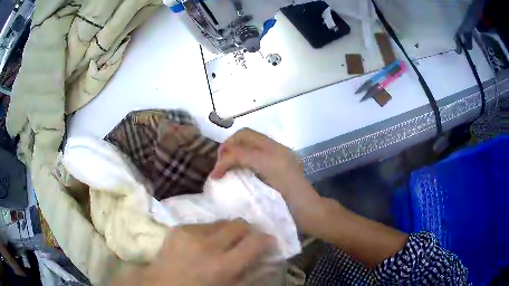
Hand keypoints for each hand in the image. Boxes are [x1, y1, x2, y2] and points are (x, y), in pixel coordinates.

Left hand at [113, 220, 274, 285]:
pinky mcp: (179, 227)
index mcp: (222, 265)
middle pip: (239, 224)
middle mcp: (208, 244)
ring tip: (220, 243)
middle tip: (245, 239)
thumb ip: (249, 273)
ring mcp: (191, 233)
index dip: (265, 239)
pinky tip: (202, 243)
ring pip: (221, 221)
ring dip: (227, 231)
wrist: (161, 284)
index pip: (254, 242)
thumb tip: (267, 259)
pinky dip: (209, 232)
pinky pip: (203, 224)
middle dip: (247, 230)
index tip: (267, 241)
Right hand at [210, 128, 325, 233]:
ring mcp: (279, 151)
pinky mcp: (281, 156)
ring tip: (227, 163)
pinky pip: (258, 145)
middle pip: (245, 135)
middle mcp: (276, 149)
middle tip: (220, 163)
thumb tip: (221, 170)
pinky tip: (241, 165)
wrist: (309, 210)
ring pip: (251, 138)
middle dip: (228, 146)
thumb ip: (243, 178)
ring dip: (236, 146)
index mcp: (272, 158)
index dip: (223, 161)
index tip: (214, 176)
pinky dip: (245, 151)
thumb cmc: (288, 207)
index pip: (240, 150)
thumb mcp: (262, 195)